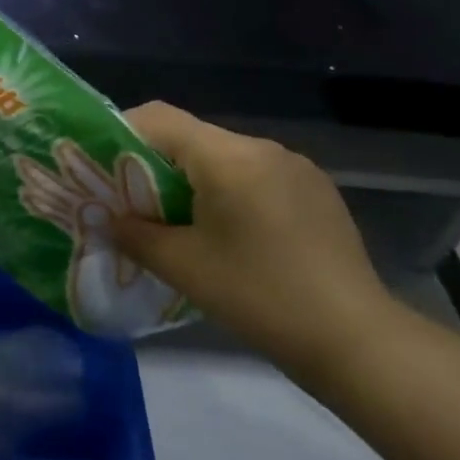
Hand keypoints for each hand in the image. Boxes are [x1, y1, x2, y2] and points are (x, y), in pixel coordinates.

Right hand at [109, 102, 397, 378]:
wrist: (358, 341)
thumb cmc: (261, 297)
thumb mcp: (184, 267)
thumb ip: (134, 235)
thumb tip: (106, 219)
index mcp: (227, 156)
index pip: (159, 118)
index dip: (121, 133)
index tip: (102, 166)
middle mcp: (262, 147)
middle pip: (191, 137)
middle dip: (154, 164)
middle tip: (133, 203)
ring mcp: (294, 167)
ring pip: (223, 157)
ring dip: (193, 179)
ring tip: (179, 223)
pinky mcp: (315, 190)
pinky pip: (255, 175)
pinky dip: (228, 191)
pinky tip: (230, 235)